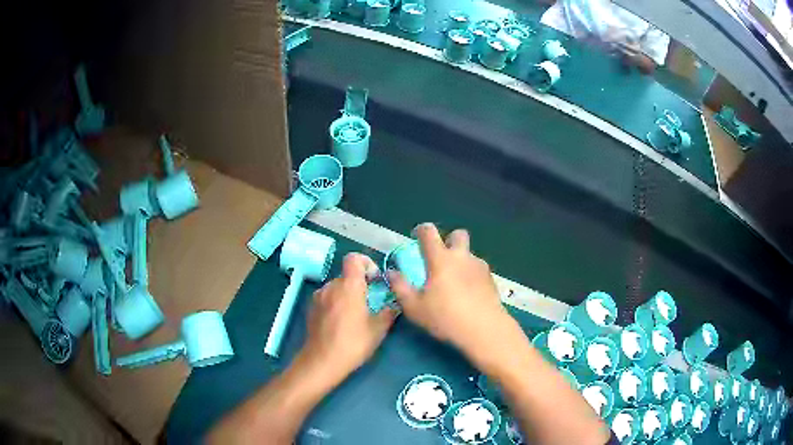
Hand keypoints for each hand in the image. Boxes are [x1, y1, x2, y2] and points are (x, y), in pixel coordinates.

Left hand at [299, 253, 398, 383]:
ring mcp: (319, 296)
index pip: (354, 259)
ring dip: (348, 294)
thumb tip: (395, 305)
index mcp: (349, 286)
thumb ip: (388, 313)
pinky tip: (341, 322)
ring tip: (355, 314)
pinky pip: (327, 297)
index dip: (366, 263)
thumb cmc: (353, 343)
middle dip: (360, 284)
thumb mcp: (378, 330)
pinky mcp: (311, 308)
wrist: (322, 360)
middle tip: (370, 302)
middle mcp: (331, 286)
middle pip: (347, 275)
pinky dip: (336, 302)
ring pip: (337, 287)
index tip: (375, 280)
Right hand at [388, 224, 517, 363]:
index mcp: (440, 258)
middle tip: (441, 258)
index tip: (416, 237)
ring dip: (461, 260)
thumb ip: (400, 287)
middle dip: (449, 240)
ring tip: (454, 282)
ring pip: (469, 254)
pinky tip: (468, 294)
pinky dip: (471, 275)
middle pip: (458, 234)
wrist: (484, 329)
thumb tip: (392, 272)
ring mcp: (479, 266)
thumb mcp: (414, 307)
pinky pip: (478, 269)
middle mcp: (462, 257)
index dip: (421, 230)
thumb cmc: (445, 317)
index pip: (429, 232)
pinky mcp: (491, 279)